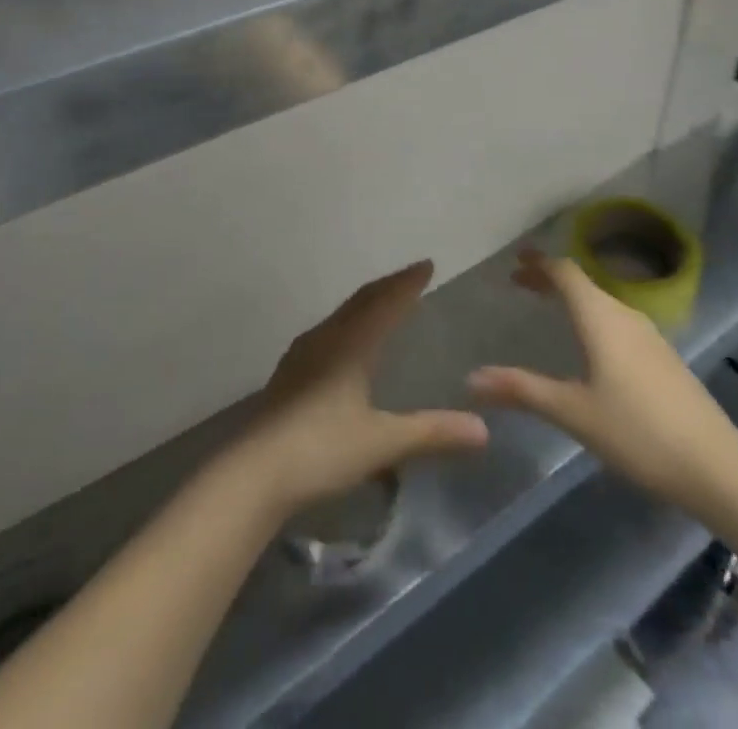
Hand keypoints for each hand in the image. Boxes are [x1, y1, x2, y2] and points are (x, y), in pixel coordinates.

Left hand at [230, 261, 488, 516]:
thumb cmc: (321, 449)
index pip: (385, 301)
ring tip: (383, 304)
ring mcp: (302, 354)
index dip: (407, 283)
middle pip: (361, 301)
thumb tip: (483, 429)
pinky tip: (345, 343)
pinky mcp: (289, 374)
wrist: (254, 473)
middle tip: (411, 277)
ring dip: (366, 304)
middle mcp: (325, 338)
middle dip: (388, 287)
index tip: (427, 265)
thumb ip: (432, 433)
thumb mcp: (383, 442)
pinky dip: (348, 324)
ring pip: (341, 315)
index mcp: (350, 343)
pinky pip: (328, 332)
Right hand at [469, 249, 737, 521]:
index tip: (514, 260)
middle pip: (583, 283)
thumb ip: (522, 389)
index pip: (565, 272)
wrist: (717, 466)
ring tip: (549, 308)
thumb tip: (471, 377)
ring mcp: (649, 335)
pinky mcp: (663, 357)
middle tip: (521, 283)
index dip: (539, 263)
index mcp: (601, 317)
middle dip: (550, 279)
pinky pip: (618, 320)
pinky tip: (590, 345)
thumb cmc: (638, 432)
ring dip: (573, 298)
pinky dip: (593, 317)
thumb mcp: (573, 412)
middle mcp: (625, 315)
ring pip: (603, 302)